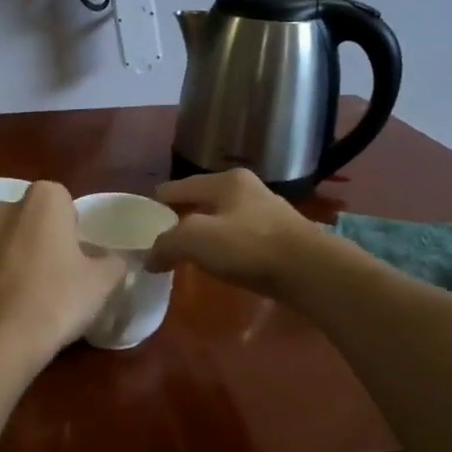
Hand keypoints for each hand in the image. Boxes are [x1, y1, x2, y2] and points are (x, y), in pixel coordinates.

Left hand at [0, 181, 125, 364]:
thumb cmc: (57, 298)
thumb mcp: (102, 282)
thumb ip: (112, 264)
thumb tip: (112, 261)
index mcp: (43, 200)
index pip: (63, 202)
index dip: (72, 229)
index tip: (78, 257)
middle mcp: (4, 209)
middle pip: (29, 220)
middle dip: (41, 240)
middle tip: (57, 275)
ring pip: (4, 244)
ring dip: (16, 260)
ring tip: (31, 298)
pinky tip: (8, 312)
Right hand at [143, 169, 321, 298]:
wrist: (309, 270)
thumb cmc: (249, 246)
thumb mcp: (195, 240)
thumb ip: (166, 244)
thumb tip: (150, 258)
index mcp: (226, 181)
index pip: (180, 186)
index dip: (159, 201)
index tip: (142, 217)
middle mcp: (248, 189)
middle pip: (204, 200)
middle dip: (183, 216)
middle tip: (163, 236)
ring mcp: (268, 212)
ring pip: (224, 218)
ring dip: (206, 232)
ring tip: (190, 251)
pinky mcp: (281, 237)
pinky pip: (241, 237)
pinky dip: (226, 247)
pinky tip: (221, 262)